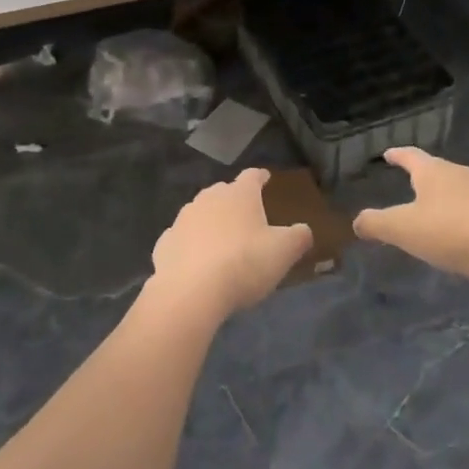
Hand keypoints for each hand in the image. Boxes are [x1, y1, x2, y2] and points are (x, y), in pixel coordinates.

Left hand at [150, 169, 312, 319]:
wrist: (189, 292)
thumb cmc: (244, 263)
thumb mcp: (283, 251)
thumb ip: (298, 237)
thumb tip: (304, 230)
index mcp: (239, 194)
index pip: (252, 176)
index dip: (261, 177)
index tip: (266, 178)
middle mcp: (208, 198)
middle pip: (224, 192)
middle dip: (235, 201)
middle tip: (247, 217)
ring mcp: (183, 219)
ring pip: (201, 214)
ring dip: (211, 223)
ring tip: (222, 242)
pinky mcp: (164, 243)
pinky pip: (182, 239)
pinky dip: (191, 245)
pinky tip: (197, 263)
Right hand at [352, 148, 468, 286]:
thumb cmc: (447, 231)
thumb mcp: (401, 229)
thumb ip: (376, 223)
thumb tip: (357, 222)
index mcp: (432, 171)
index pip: (410, 155)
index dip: (397, 154)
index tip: (388, 153)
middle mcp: (456, 173)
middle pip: (434, 168)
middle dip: (420, 173)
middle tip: (407, 177)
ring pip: (452, 186)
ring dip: (439, 192)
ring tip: (428, 204)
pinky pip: (467, 205)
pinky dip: (455, 210)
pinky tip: (453, 226)